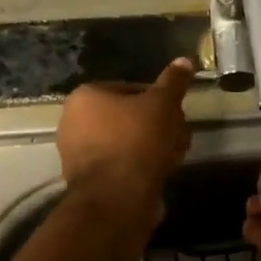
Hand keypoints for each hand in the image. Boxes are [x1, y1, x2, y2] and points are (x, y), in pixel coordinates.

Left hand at [57, 59, 195, 222]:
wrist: (117, 201)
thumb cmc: (137, 141)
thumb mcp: (162, 104)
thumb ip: (174, 81)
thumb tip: (185, 59)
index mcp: (85, 97)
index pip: (132, 88)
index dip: (160, 99)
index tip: (177, 112)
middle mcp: (74, 123)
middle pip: (131, 116)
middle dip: (160, 125)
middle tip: (180, 134)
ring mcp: (80, 154)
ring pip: (130, 141)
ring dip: (156, 145)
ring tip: (177, 155)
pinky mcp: (91, 181)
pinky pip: (123, 164)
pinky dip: (143, 166)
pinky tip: (164, 171)